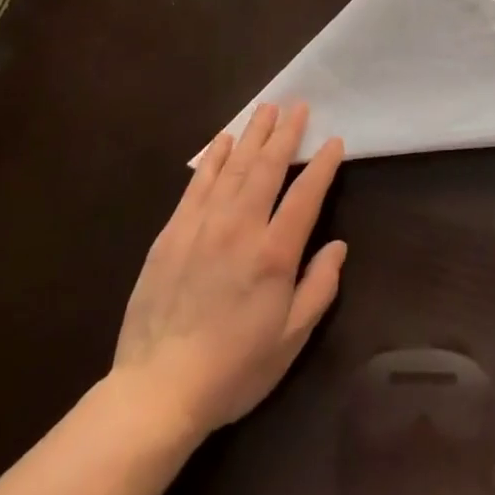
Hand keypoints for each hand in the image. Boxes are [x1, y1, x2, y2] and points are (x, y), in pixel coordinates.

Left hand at [110, 102, 345, 439]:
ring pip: (233, 166)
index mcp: (274, 253)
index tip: (334, 141)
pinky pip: (198, 183)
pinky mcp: (173, 231)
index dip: (323, 165)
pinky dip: (213, 158)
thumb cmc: (233, 369)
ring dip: (252, 134)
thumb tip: (338, 246)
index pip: (306, 194)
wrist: (157, 389)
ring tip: (267, 109)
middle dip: (286, 133)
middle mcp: (240, 227)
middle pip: (267, 167)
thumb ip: (319, 288)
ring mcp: (203, 225)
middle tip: (298, 105)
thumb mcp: (290, 340)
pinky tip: (223, 141)